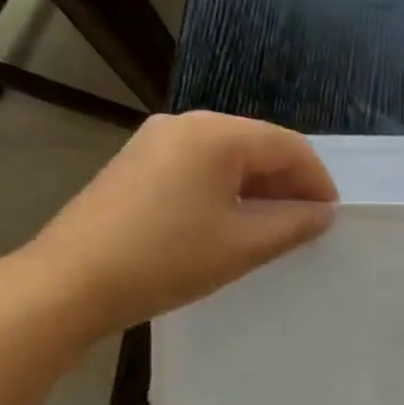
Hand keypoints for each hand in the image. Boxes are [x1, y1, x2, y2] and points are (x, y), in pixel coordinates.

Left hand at [18, 110, 337, 337]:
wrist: (72, 281)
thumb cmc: (168, 260)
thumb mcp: (243, 246)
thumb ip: (293, 224)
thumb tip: (322, 212)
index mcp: (216, 134)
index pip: (288, 146)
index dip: (318, 181)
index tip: (330, 218)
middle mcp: (186, 124)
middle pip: (257, 145)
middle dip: (289, 183)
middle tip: (306, 225)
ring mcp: (156, 140)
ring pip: (228, 156)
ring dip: (258, 187)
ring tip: (272, 228)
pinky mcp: (138, 162)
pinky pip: (199, 166)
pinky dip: (226, 189)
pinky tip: (230, 222)